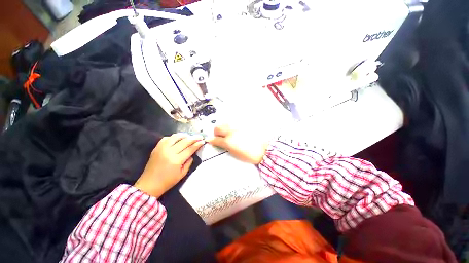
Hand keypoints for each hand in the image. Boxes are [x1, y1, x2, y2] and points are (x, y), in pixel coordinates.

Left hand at [134, 134, 204, 197]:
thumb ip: (189, 162)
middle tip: (200, 136)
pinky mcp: (156, 148)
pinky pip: (166, 138)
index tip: (203, 141)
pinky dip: (173, 137)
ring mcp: (162, 148)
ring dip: (184, 135)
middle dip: (194, 138)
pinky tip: (177, 139)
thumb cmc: (167, 181)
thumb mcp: (182, 174)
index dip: (197, 144)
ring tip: (189, 136)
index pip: (190, 149)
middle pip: (184, 141)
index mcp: (176, 160)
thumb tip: (192, 153)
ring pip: (175, 137)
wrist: (149, 185)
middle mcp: (169, 152)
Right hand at [207, 125, 268, 164]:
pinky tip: (236, 131)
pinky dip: (232, 127)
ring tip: (229, 134)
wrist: (263, 150)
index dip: (212, 140)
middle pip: (218, 127)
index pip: (215, 139)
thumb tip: (216, 142)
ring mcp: (238, 127)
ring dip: (224, 128)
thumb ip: (224, 146)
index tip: (211, 140)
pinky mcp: (243, 124)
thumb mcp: (234, 153)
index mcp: (229, 141)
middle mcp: (231, 132)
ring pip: (225, 123)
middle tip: (220, 137)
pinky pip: (234, 123)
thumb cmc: (249, 154)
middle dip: (216, 132)